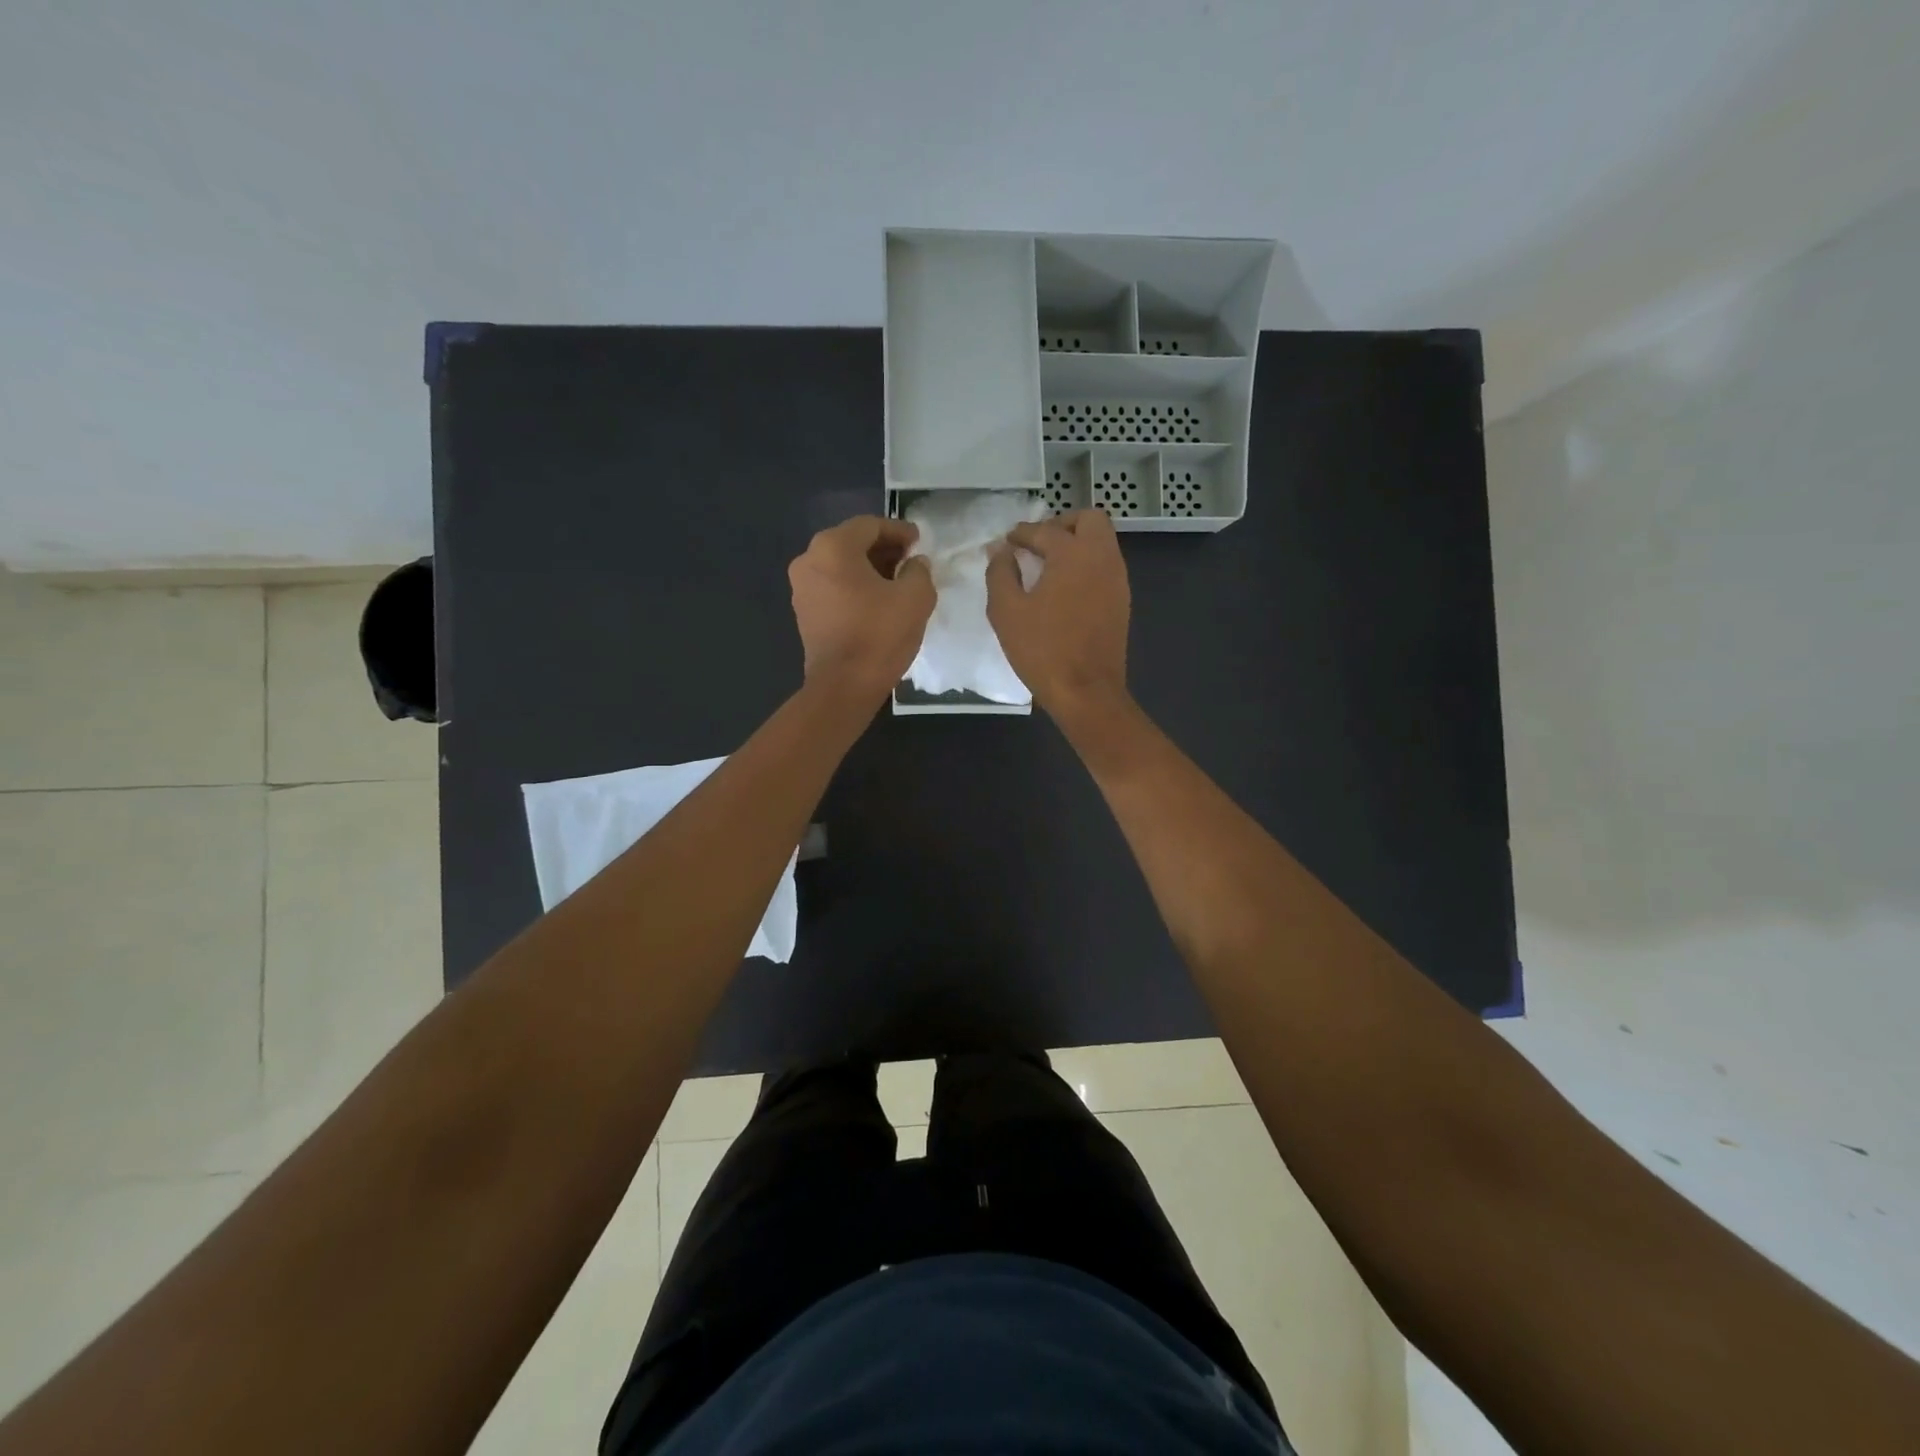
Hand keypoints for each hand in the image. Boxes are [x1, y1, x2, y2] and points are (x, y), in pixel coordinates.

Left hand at [788, 515, 934, 704]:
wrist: (844, 686)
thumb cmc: (879, 635)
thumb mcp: (915, 597)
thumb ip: (919, 570)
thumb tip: (914, 563)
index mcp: (833, 547)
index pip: (870, 525)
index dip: (899, 530)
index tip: (920, 542)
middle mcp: (809, 559)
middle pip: (852, 543)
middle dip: (883, 549)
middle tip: (911, 560)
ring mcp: (801, 587)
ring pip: (841, 566)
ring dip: (869, 569)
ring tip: (898, 583)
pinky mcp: (804, 612)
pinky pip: (833, 587)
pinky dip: (855, 587)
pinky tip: (877, 602)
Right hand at [985, 508, 1131, 722]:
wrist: (1086, 691)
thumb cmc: (1042, 649)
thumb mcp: (1006, 610)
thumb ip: (1000, 572)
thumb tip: (1001, 551)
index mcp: (1073, 554)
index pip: (1045, 530)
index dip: (1022, 533)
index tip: (1006, 542)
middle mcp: (1102, 558)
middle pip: (1089, 520)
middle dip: (1062, 524)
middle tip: (1037, 544)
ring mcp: (1117, 580)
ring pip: (1102, 542)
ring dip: (1076, 544)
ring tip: (1047, 567)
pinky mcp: (1122, 601)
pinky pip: (1105, 567)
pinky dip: (1086, 565)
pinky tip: (1063, 589)